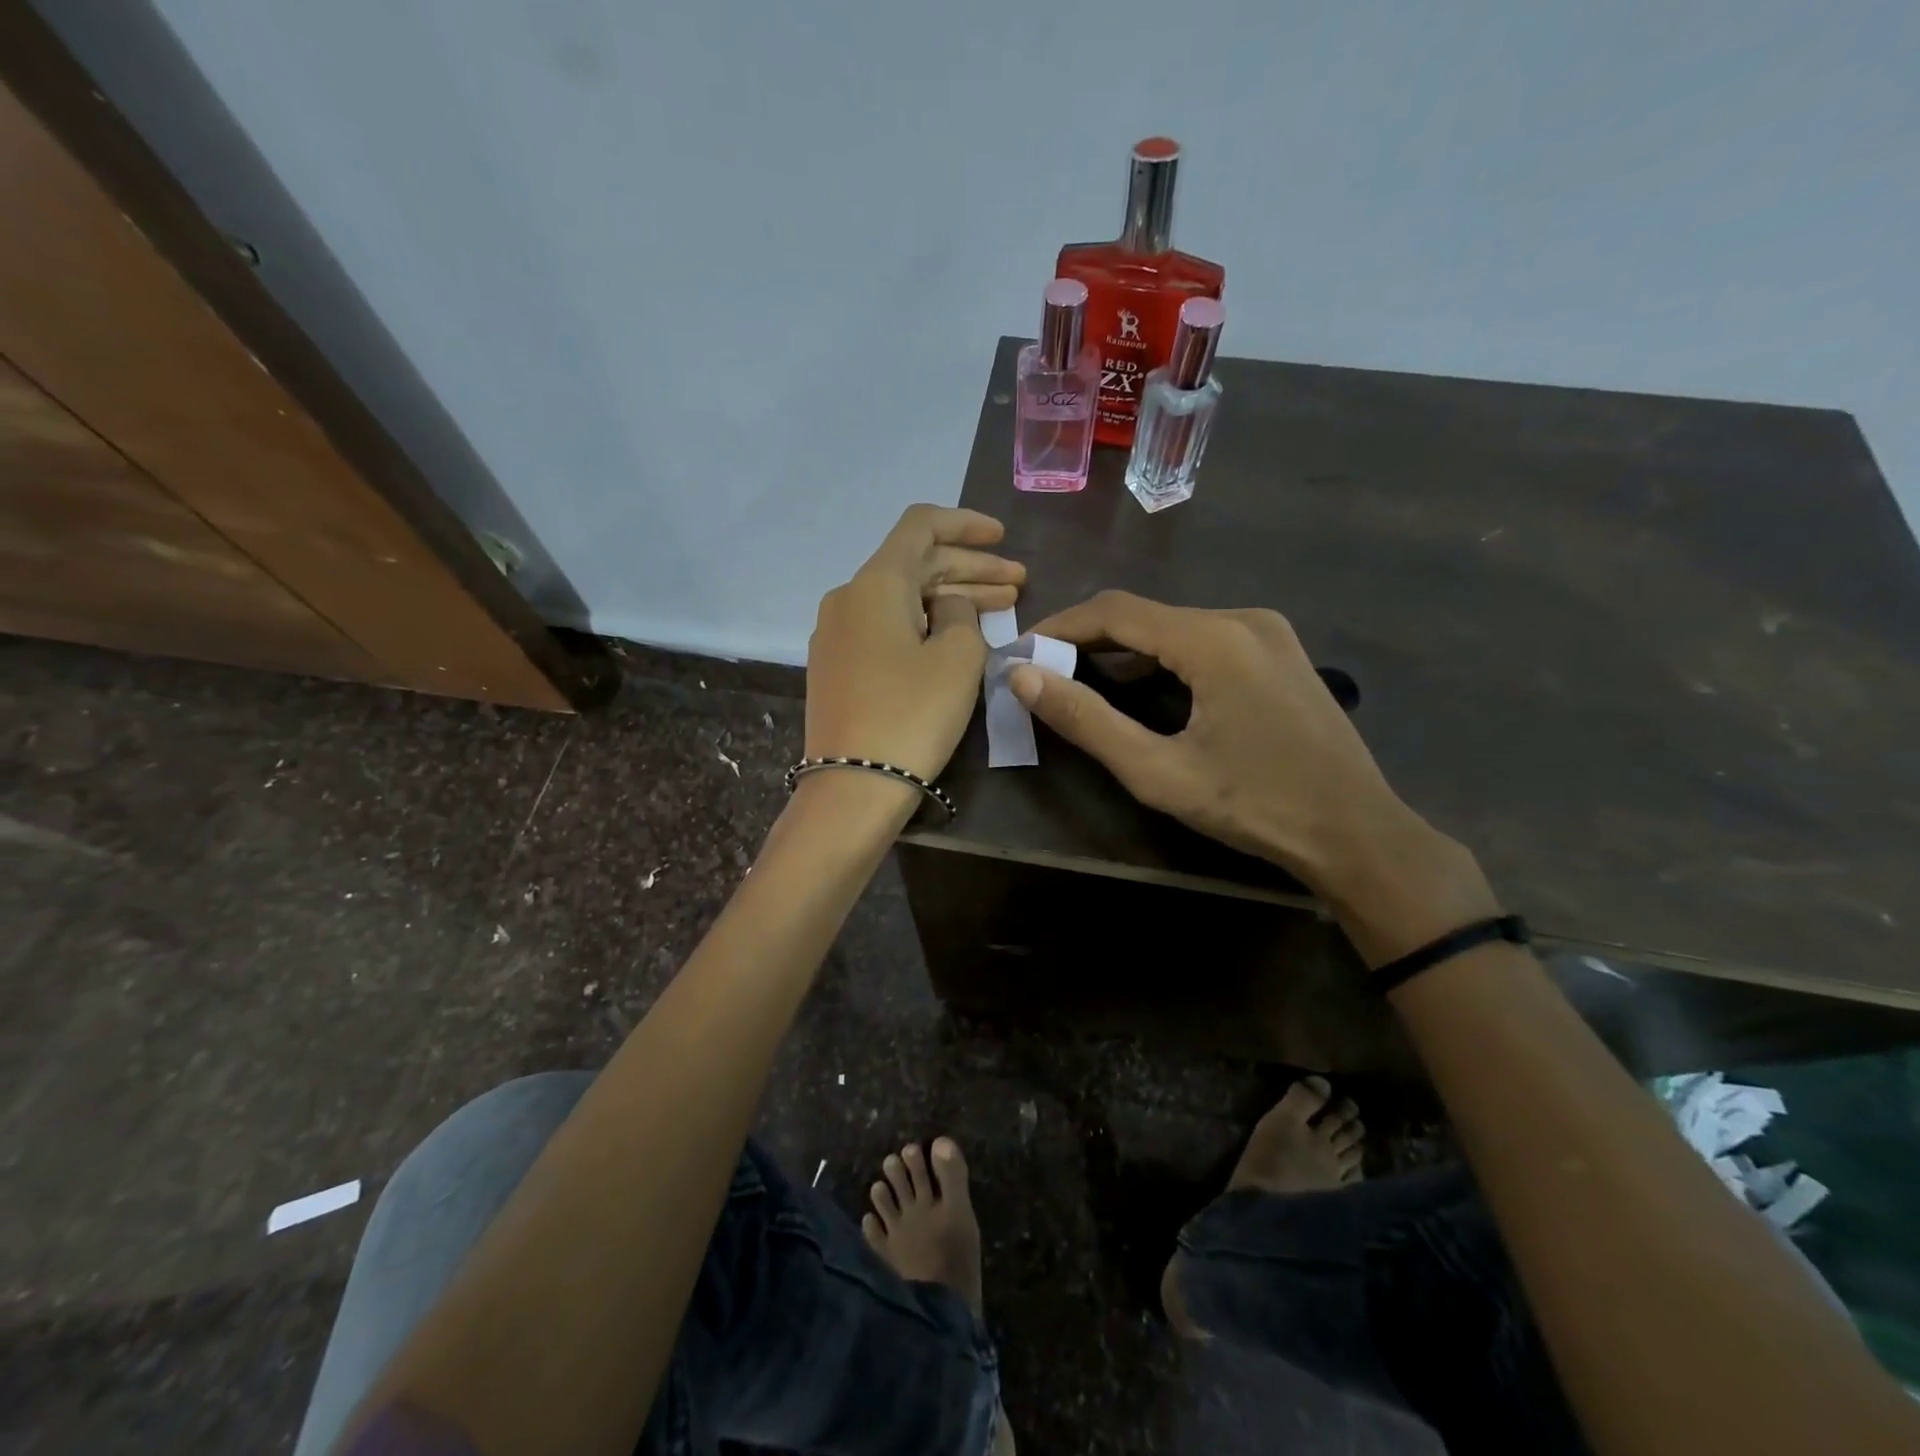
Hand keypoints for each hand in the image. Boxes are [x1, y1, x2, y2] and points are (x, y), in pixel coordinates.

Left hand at [804, 505, 1023, 784]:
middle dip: (970, 569)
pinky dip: (925, 624)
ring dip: (951, 598)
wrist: (853, 786)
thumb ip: (962, 614)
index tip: (1003, 537)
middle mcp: (848, 598)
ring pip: (902, 599)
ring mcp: (837, 635)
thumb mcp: (957, 658)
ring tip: (1002, 607)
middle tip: (1018, 583)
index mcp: (875, 583)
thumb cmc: (912, 714)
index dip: (965, 524)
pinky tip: (957, 637)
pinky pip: (886, 627)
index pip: (920, 526)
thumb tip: (948, 605)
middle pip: (915, 565)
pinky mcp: (838, 667)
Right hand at [1009, 591, 1493, 962]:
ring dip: (1125, 652)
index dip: (1059, 627)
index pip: (1115, 611)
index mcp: (1214, 638)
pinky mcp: (1279, 652)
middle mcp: (1243, 617)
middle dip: (1088, 641)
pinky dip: (1163, 659)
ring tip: (1081, 682)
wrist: (1357, 834)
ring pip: (1174, 627)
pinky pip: (1204, 641)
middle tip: (1043, 673)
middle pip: (1145, 615)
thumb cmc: (1255, 806)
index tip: (1020, 653)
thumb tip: (1023, 677)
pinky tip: (1144, 691)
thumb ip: (1086, 720)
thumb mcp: (1157, 771)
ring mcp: (1268, 632)